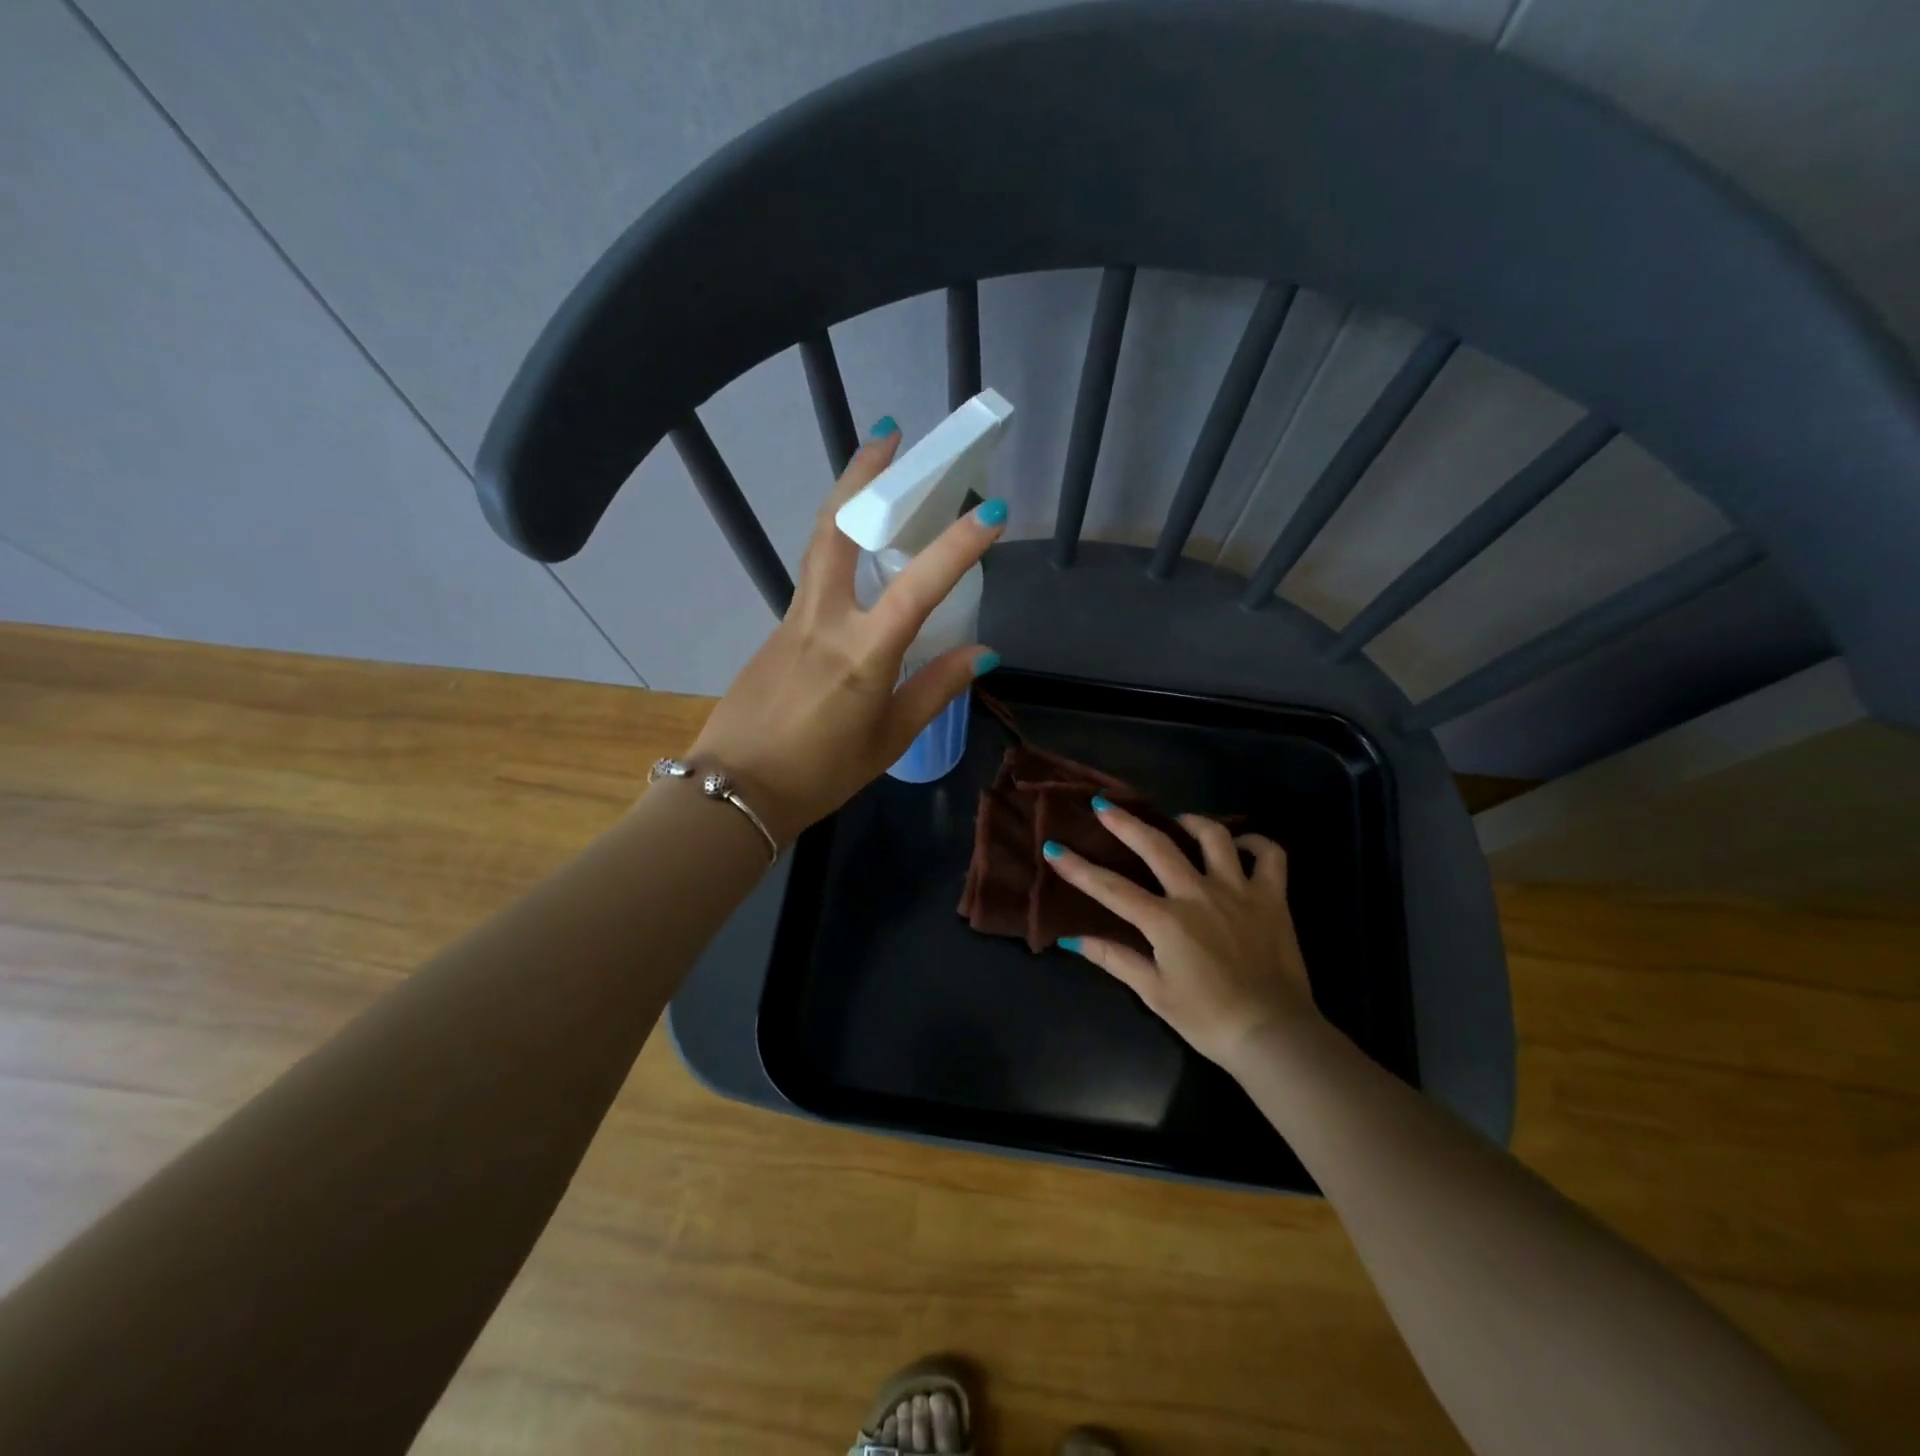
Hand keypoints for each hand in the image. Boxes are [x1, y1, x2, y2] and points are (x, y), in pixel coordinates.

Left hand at [687, 423, 1005, 843]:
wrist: (734, 790)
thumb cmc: (821, 774)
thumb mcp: (890, 739)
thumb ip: (936, 688)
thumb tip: (983, 653)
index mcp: (863, 652)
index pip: (919, 586)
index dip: (958, 546)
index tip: (992, 509)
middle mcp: (824, 621)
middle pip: (837, 529)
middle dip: (863, 475)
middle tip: (888, 434)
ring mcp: (791, 621)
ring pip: (818, 546)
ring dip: (845, 501)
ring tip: (872, 474)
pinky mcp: (775, 633)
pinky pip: (812, 581)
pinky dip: (836, 552)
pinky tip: (855, 562)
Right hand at [1046, 802, 1319, 1070]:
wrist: (1273, 1034)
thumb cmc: (1207, 1018)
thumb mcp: (1154, 992)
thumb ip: (1114, 958)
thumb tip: (1071, 939)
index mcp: (1166, 920)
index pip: (1111, 888)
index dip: (1078, 868)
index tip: (1054, 848)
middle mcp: (1198, 894)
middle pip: (1156, 845)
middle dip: (1124, 821)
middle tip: (1103, 804)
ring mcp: (1239, 891)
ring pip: (1214, 837)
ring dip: (1192, 822)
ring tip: (1178, 821)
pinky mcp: (1273, 898)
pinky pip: (1270, 856)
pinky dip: (1256, 844)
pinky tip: (1241, 847)